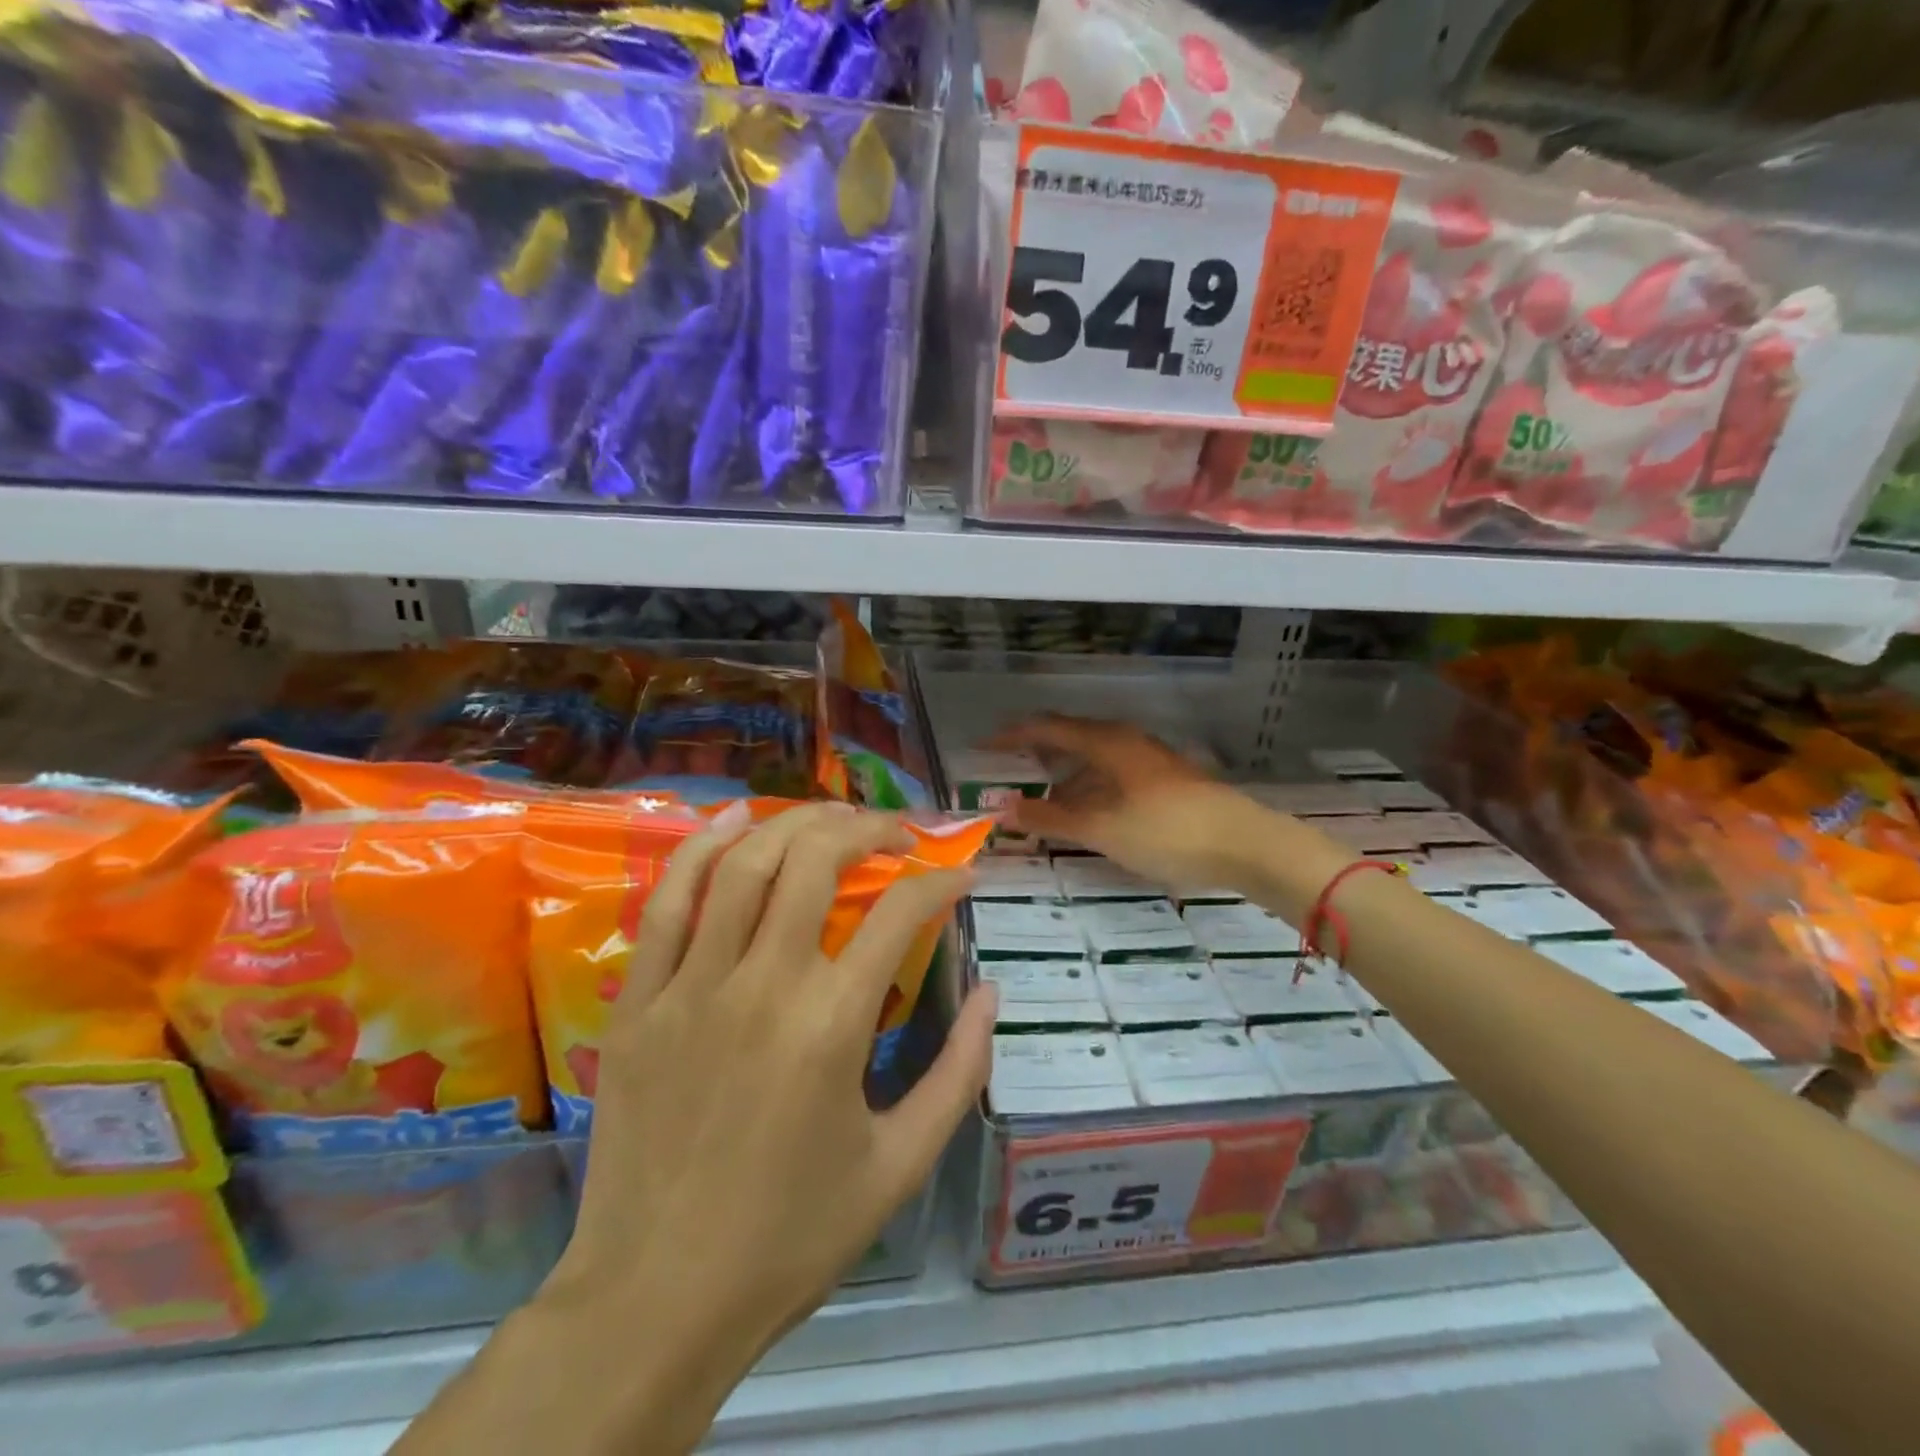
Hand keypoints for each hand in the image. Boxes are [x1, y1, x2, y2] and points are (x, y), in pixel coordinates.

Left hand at [546, 802, 992, 1408]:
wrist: (657, 1300)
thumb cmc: (791, 1236)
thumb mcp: (902, 1164)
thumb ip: (959, 1072)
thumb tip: (989, 991)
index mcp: (833, 1025)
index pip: (901, 911)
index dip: (942, 880)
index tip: (962, 875)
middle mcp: (763, 985)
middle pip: (816, 860)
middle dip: (866, 828)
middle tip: (895, 833)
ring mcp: (691, 986)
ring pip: (744, 864)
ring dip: (794, 823)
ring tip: (830, 816)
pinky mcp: (639, 1001)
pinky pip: (667, 903)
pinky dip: (700, 850)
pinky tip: (732, 822)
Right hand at [988, 715, 1282, 892]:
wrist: (1245, 844)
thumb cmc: (1167, 831)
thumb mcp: (1101, 829)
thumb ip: (1050, 819)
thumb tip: (1002, 809)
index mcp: (1106, 742)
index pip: (1046, 728)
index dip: (1011, 737)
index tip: (983, 750)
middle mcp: (1125, 741)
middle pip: (1069, 739)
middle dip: (1035, 757)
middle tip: (1006, 778)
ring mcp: (1147, 759)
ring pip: (1091, 760)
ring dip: (1062, 779)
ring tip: (1039, 806)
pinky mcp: (1163, 780)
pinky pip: (1110, 775)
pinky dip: (1087, 790)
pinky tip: (1083, 816)